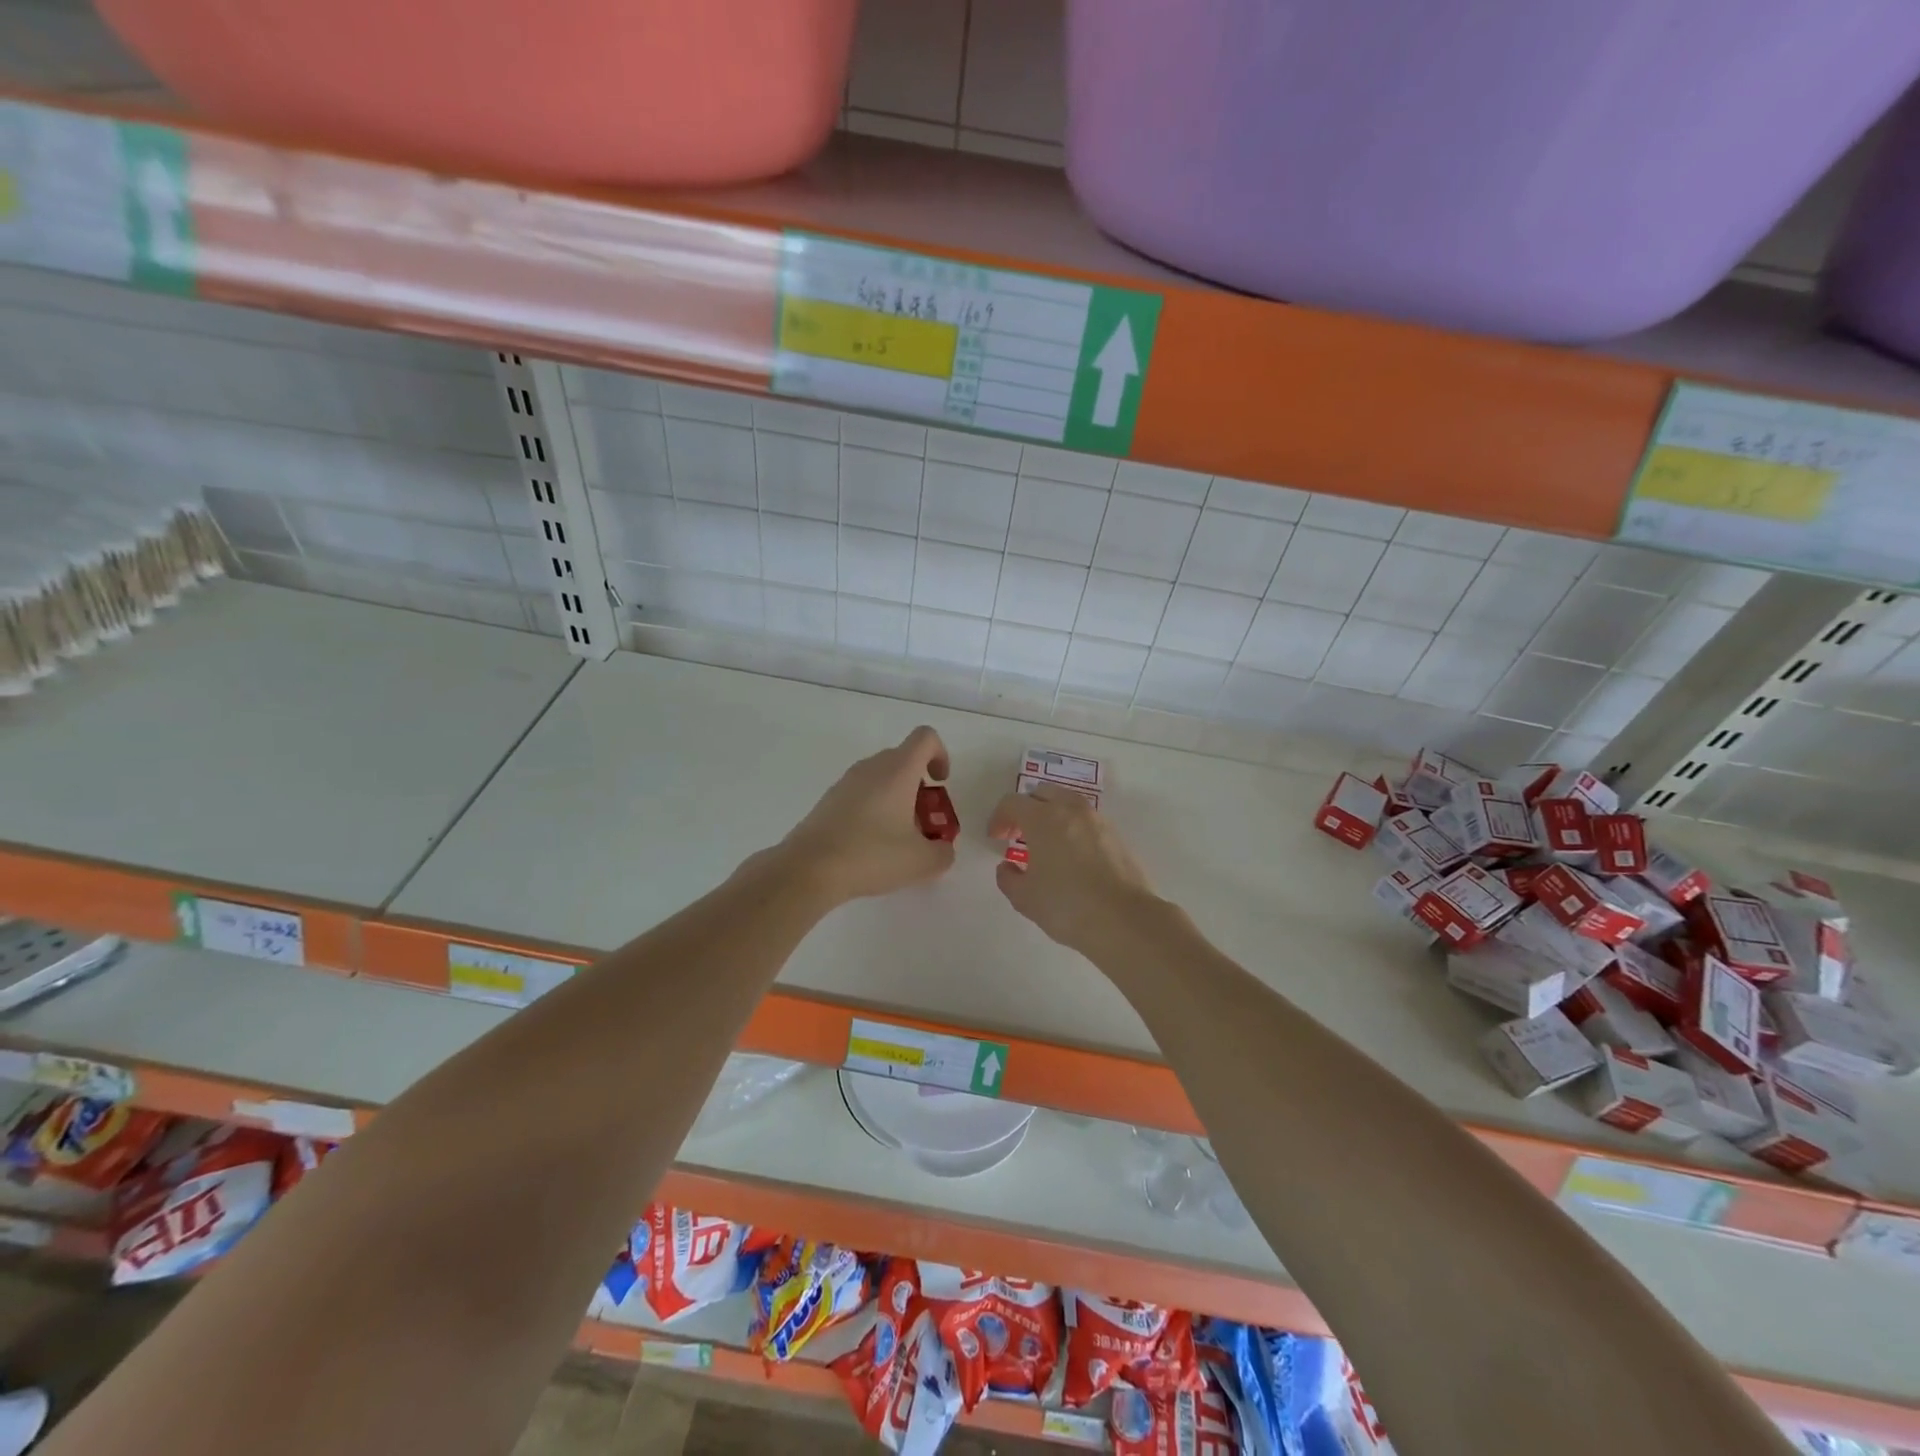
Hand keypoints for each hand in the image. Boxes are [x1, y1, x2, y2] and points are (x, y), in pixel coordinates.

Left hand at [776, 726, 956, 904]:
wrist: (808, 868)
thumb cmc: (871, 855)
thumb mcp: (921, 862)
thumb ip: (943, 853)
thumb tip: (942, 849)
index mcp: (898, 770)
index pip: (926, 738)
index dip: (940, 755)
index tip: (940, 784)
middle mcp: (871, 767)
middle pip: (903, 759)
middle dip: (920, 786)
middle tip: (923, 821)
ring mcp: (846, 782)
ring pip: (881, 778)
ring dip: (896, 799)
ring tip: (897, 839)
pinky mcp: (829, 800)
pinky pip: (861, 793)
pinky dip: (874, 809)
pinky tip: (870, 846)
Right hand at [989, 783, 1154, 954]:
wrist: (1124, 920)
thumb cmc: (1066, 906)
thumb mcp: (1024, 898)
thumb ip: (1008, 878)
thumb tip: (1008, 867)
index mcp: (1043, 818)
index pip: (1013, 802)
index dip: (999, 817)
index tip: (996, 837)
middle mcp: (1071, 810)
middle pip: (1042, 793)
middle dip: (1026, 809)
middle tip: (1019, 835)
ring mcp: (1098, 820)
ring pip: (1068, 804)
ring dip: (1052, 816)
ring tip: (1047, 845)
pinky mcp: (1117, 835)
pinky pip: (1087, 821)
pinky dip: (1073, 828)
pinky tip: (1072, 857)